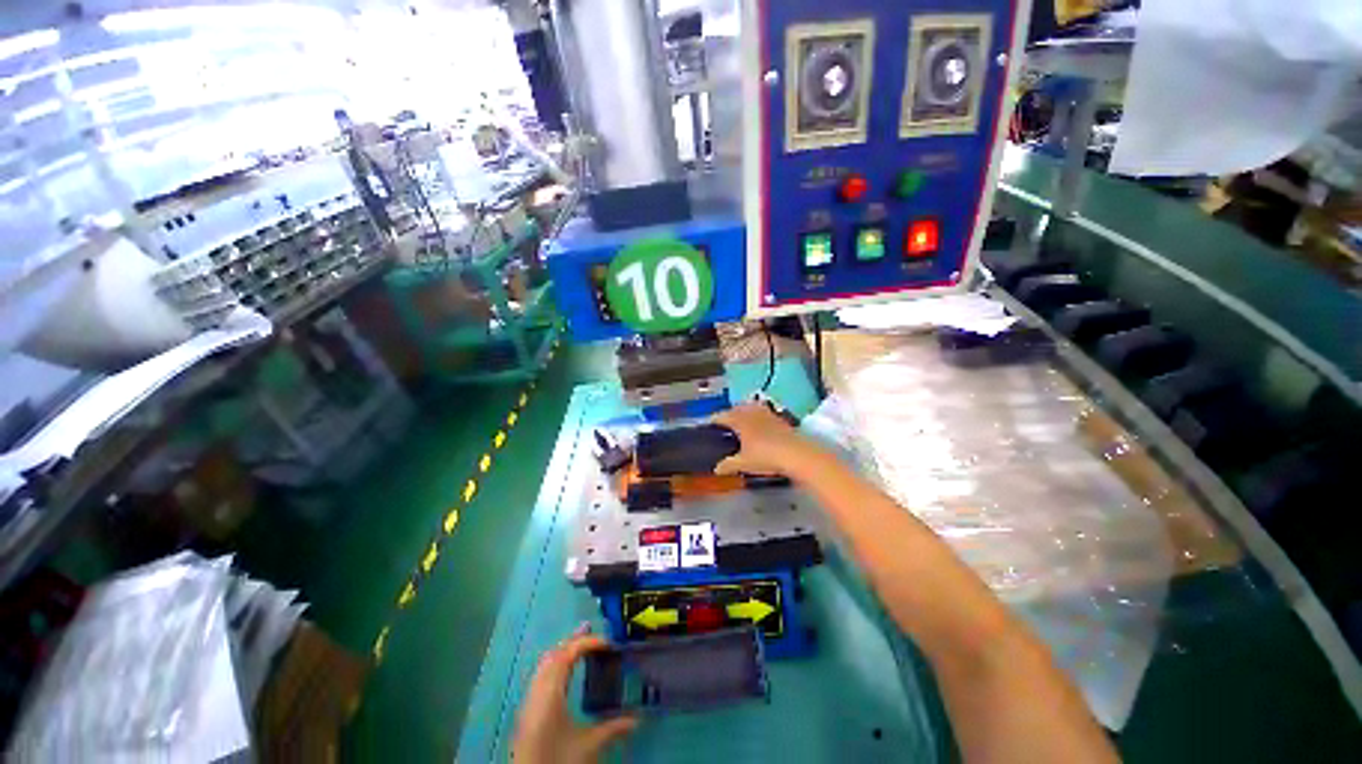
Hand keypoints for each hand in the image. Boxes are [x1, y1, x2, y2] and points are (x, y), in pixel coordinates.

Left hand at [513, 626, 636, 762]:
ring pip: (545, 664)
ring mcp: (528, 701)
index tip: (608, 642)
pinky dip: (554, 665)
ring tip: (579, 645)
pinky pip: (540, 676)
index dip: (587, 642)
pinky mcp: (526, 711)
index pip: (568, 653)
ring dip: (563, 651)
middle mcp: (537, 691)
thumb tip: (637, 719)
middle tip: (592, 631)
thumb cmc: (557, 760)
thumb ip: (612, 729)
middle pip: (554, 654)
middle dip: (573, 641)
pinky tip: (564, 673)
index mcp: (551, 692)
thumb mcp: (588, 746)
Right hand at [712, 403, 822, 477]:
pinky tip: (760, 424)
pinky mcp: (779, 419)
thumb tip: (716, 468)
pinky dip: (758, 415)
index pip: (723, 416)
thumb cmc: (765, 456)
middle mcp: (752, 413)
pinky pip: (764, 412)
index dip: (715, 419)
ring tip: (742, 419)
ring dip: (744, 411)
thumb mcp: (744, 463)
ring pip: (751, 407)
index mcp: (740, 421)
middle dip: (730, 413)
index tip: (710, 422)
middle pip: (737, 408)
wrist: (796, 453)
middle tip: (725, 421)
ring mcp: (767, 414)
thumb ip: (728, 464)